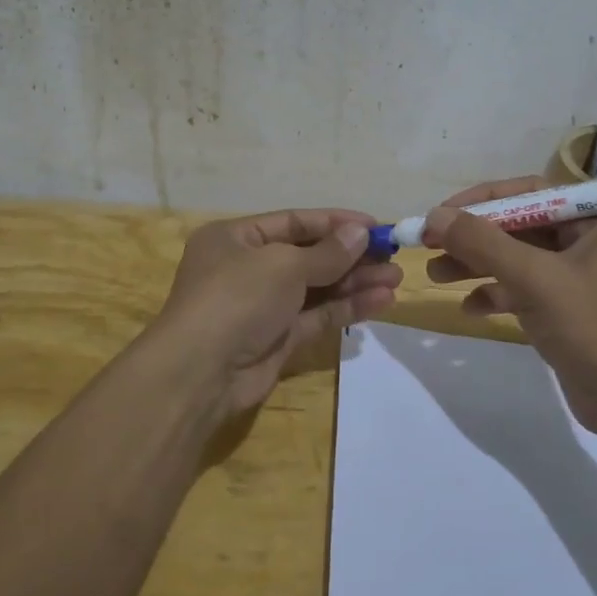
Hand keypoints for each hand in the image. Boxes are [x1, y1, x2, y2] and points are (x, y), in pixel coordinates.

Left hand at [149, 209, 402, 419]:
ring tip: (395, 278)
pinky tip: (382, 301)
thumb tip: (360, 232)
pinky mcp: (278, 338)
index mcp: (236, 238)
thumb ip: (327, 252)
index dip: (336, 222)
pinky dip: (347, 307)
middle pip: (309, 255)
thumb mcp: (283, 264)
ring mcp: (263, 306)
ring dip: (355, 282)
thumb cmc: (237, 298)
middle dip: (351, 256)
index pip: (294, 222)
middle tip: (392, 255)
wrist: (201, 373)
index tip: (376, 225)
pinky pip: (318, 316)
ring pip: (317, 288)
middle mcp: (248, 268)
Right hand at [423, 177, 596, 443]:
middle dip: (474, 237)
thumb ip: (482, 243)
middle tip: (430, 245)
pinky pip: (524, 291)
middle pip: (520, 227)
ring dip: (476, 266)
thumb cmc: (594, 329)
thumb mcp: (534, 279)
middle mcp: (591, 242)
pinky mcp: (568, 312)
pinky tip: (468, 309)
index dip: (482, 199)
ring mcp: (579, 279)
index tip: (441, 213)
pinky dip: (495, 295)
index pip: (531, 193)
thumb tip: (434, 216)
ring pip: (517, 260)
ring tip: (435, 276)